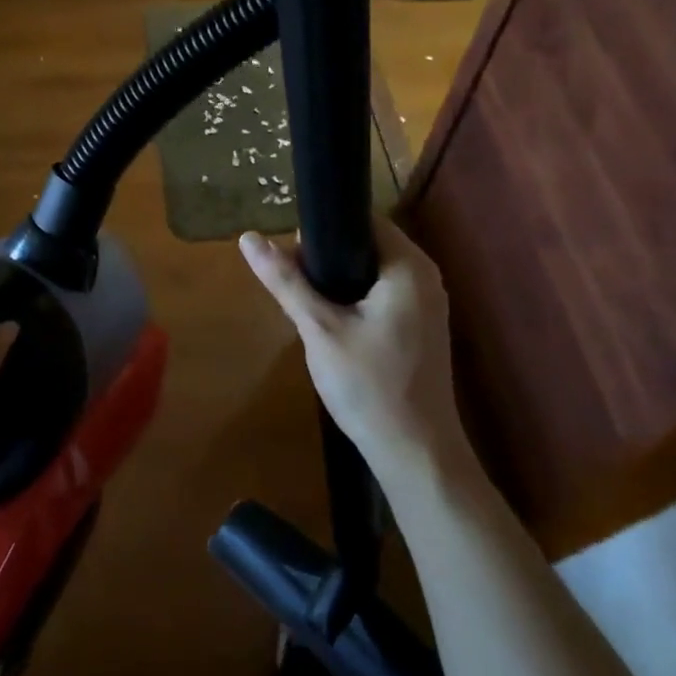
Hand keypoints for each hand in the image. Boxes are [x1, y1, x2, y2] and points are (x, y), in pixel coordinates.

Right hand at [240, 215, 471, 493]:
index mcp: (409, 267)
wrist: (415, 454)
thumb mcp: (319, 329)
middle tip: (292, 283)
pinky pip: (381, 294)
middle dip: (326, 258)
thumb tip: (248, 238)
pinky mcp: (421, 328)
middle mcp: (425, 277)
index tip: (291, 253)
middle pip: (366, 245)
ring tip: (305, 303)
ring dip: (337, 281)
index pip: (363, 220)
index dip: (323, 229)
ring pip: (371, 272)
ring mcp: (427, 304)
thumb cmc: (369, 386)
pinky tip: (329, 323)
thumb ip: (286, 281)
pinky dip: (354, 299)